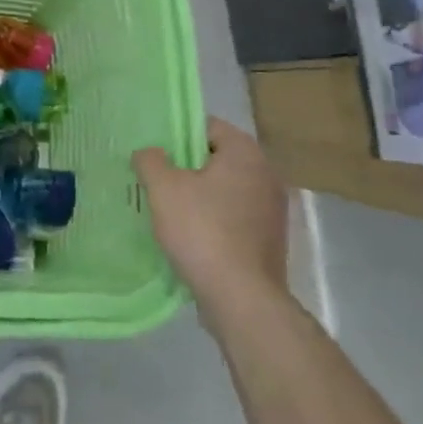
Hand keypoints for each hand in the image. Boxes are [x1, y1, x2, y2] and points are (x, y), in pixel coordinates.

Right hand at [133, 118, 290, 327]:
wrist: (241, 297)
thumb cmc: (201, 230)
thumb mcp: (163, 187)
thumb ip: (150, 160)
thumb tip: (150, 153)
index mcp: (246, 153)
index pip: (208, 127)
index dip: (177, 135)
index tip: (155, 153)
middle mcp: (267, 175)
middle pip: (217, 159)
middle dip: (187, 168)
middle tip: (157, 180)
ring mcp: (272, 210)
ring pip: (225, 190)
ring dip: (200, 196)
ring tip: (169, 210)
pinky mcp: (270, 240)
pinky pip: (234, 217)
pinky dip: (213, 220)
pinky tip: (190, 236)